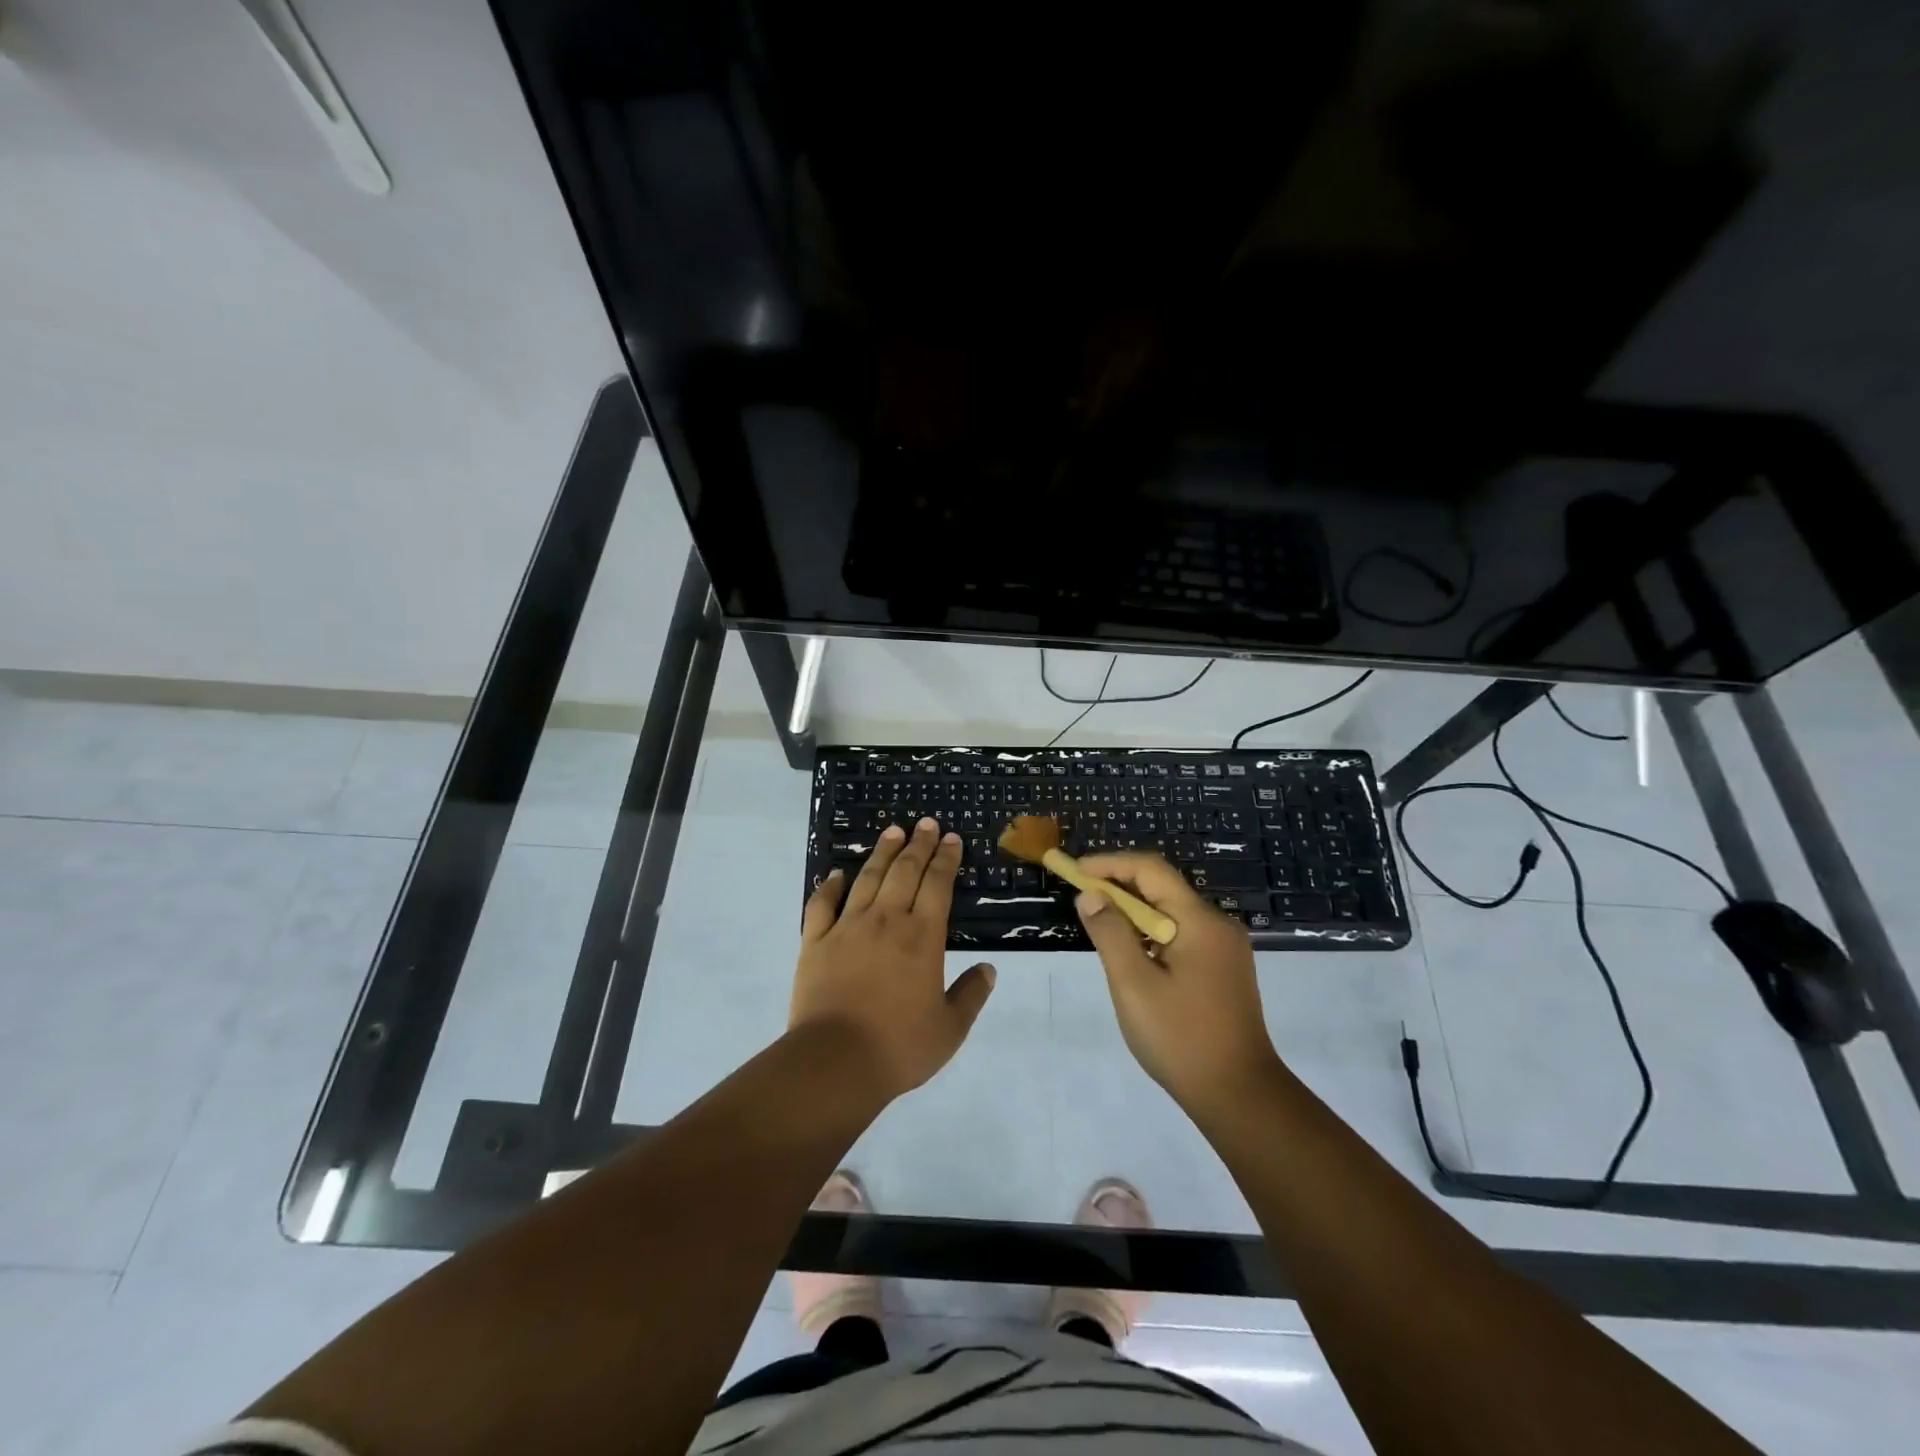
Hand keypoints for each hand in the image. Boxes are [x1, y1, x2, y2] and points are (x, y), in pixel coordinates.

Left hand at [791, 818, 996, 1102]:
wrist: (835, 1062)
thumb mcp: (950, 1029)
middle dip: (919, 845)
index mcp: (922, 937)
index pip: (938, 885)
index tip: (951, 838)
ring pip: (867, 879)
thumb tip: (990, 969)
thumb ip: (971, 995)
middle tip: (926, 824)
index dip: (946, 859)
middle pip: (905, 872)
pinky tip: (836, 874)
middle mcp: (886, 921)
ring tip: (892, 832)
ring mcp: (847, 927)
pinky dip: (829, 886)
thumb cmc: (899, 1046)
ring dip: (882, 853)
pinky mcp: (816, 942)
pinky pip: (822, 905)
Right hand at [1074, 853, 1281, 1115]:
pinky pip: (1182, 936)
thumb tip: (1090, 896)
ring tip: (1100, 926)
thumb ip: (1110, 934)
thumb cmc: (1181, 1038)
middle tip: (1081, 897)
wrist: (1240, 1096)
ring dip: (1134, 913)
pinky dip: (1152, 935)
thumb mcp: (1134, 985)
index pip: (1151, 870)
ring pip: (1172, 914)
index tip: (1076, 871)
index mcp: (1200, 921)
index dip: (1110, 864)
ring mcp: (1225, 949)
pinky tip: (1132, 956)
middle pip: (1163, 889)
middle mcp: (1218, 926)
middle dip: (1120, 887)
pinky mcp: (1224, 971)